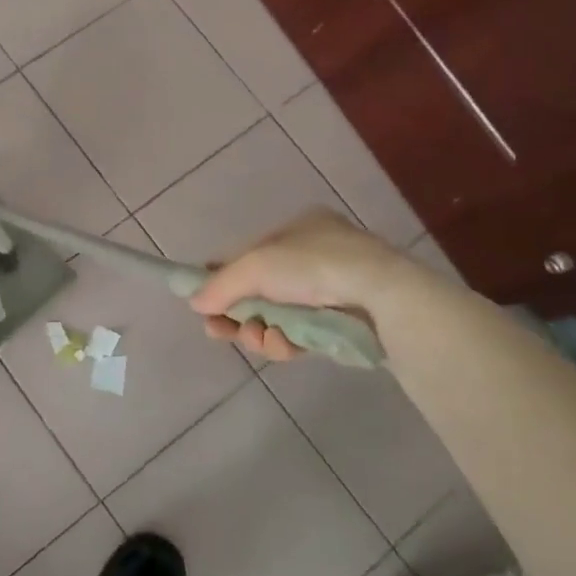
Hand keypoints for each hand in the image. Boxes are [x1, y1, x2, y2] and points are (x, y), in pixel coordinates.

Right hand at [189, 209, 421, 361]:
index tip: (202, 301)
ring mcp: (330, 293)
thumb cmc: (314, 267)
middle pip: (258, 290)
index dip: (222, 277)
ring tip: (257, 339)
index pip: (248, 254)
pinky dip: (285, 343)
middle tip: (217, 332)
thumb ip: (220, 284)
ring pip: (277, 317)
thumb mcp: (256, 266)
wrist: (382, 300)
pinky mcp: (340, 326)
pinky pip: (300, 336)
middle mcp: (313, 257)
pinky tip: (282, 346)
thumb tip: (194, 303)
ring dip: (258, 331)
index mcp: (298, 229)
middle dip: (236, 313)